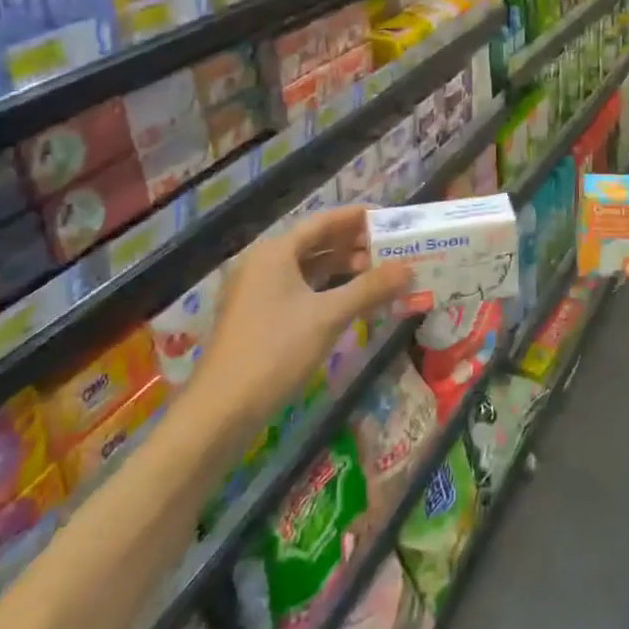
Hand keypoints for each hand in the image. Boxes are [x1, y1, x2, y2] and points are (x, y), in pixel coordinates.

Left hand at [192, 207, 410, 429]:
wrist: (220, 410)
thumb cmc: (275, 351)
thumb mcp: (329, 316)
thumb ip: (370, 288)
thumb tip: (408, 268)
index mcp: (275, 252)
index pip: (322, 222)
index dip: (355, 218)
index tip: (387, 218)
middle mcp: (262, 264)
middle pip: (314, 244)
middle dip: (352, 245)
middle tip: (389, 248)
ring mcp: (255, 291)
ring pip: (306, 268)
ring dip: (340, 269)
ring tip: (376, 273)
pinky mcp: (255, 317)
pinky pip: (297, 290)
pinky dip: (325, 289)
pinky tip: (348, 301)